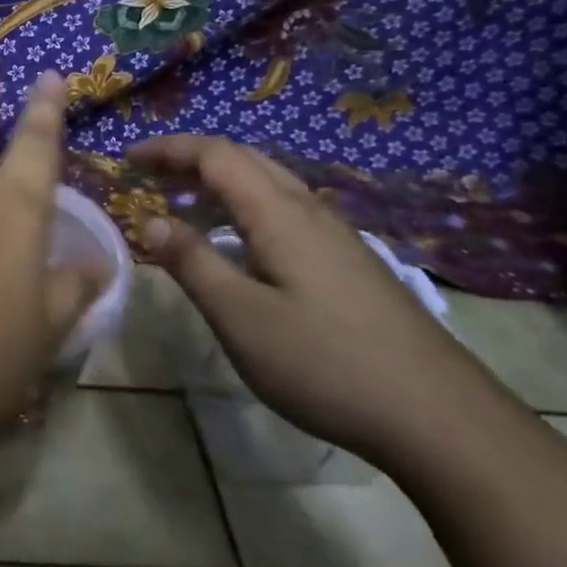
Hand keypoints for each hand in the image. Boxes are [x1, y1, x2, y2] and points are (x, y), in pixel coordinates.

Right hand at [128, 135, 515, 466]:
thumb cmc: (325, 362)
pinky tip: (240, 244)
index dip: (169, 149)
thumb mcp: (240, 316)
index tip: (127, 159)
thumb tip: (150, 221)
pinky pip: (287, 212)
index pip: (217, 155)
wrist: (439, 417)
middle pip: (246, 160)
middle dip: (192, 159)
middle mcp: (311, 212)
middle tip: (149, 176)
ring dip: (221, 182)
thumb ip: (192, 263)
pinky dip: (246, 207)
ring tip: (184, 204)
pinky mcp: (350, 264)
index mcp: (280, 215)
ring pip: (270, 185)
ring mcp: (337, 237)